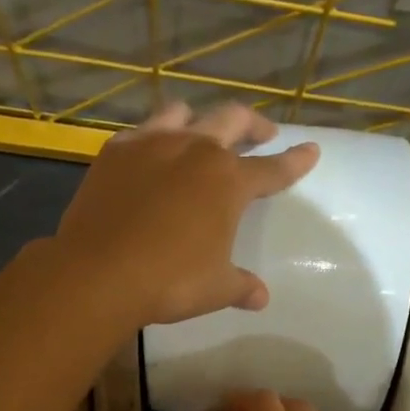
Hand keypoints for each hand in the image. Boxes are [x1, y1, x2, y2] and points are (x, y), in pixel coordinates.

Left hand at [52, 101, 318, 326]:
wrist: (99, 272)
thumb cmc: (170, 281)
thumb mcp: (216, 288)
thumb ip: (241, 286)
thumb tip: (261, 297)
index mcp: (228, 181)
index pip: (272, 169)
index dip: (294, 162)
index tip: (310, 150)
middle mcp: (195, 151)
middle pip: (233, 120)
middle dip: (253, 125)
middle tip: (263, 133)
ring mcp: (152, 145)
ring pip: (183, 113)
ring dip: (201, 119)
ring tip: (203, 132)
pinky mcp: (115, 152)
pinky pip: (141, 131)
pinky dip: (154, 136)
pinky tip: (151, 152)